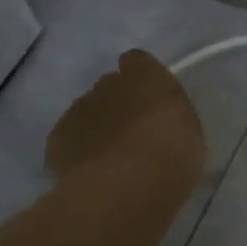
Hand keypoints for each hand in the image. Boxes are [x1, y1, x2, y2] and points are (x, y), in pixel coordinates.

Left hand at [47, 50, 206, 185]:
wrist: (128, 184)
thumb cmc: (172, 154)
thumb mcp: (188, 130)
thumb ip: (168, 115)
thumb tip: (160, 119)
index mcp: (145, 76)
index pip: (137, 61)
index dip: (140, 78)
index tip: (148, 98)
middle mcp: (107, 84)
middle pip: (109, 87)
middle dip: (117, 104)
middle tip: (132, 133)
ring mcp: (78, 109)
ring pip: (86, 112)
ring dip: (96, 127)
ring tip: (110, 158)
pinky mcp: (57, 138)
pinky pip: (68, 139)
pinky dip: (77, 151)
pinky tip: (90, 172)